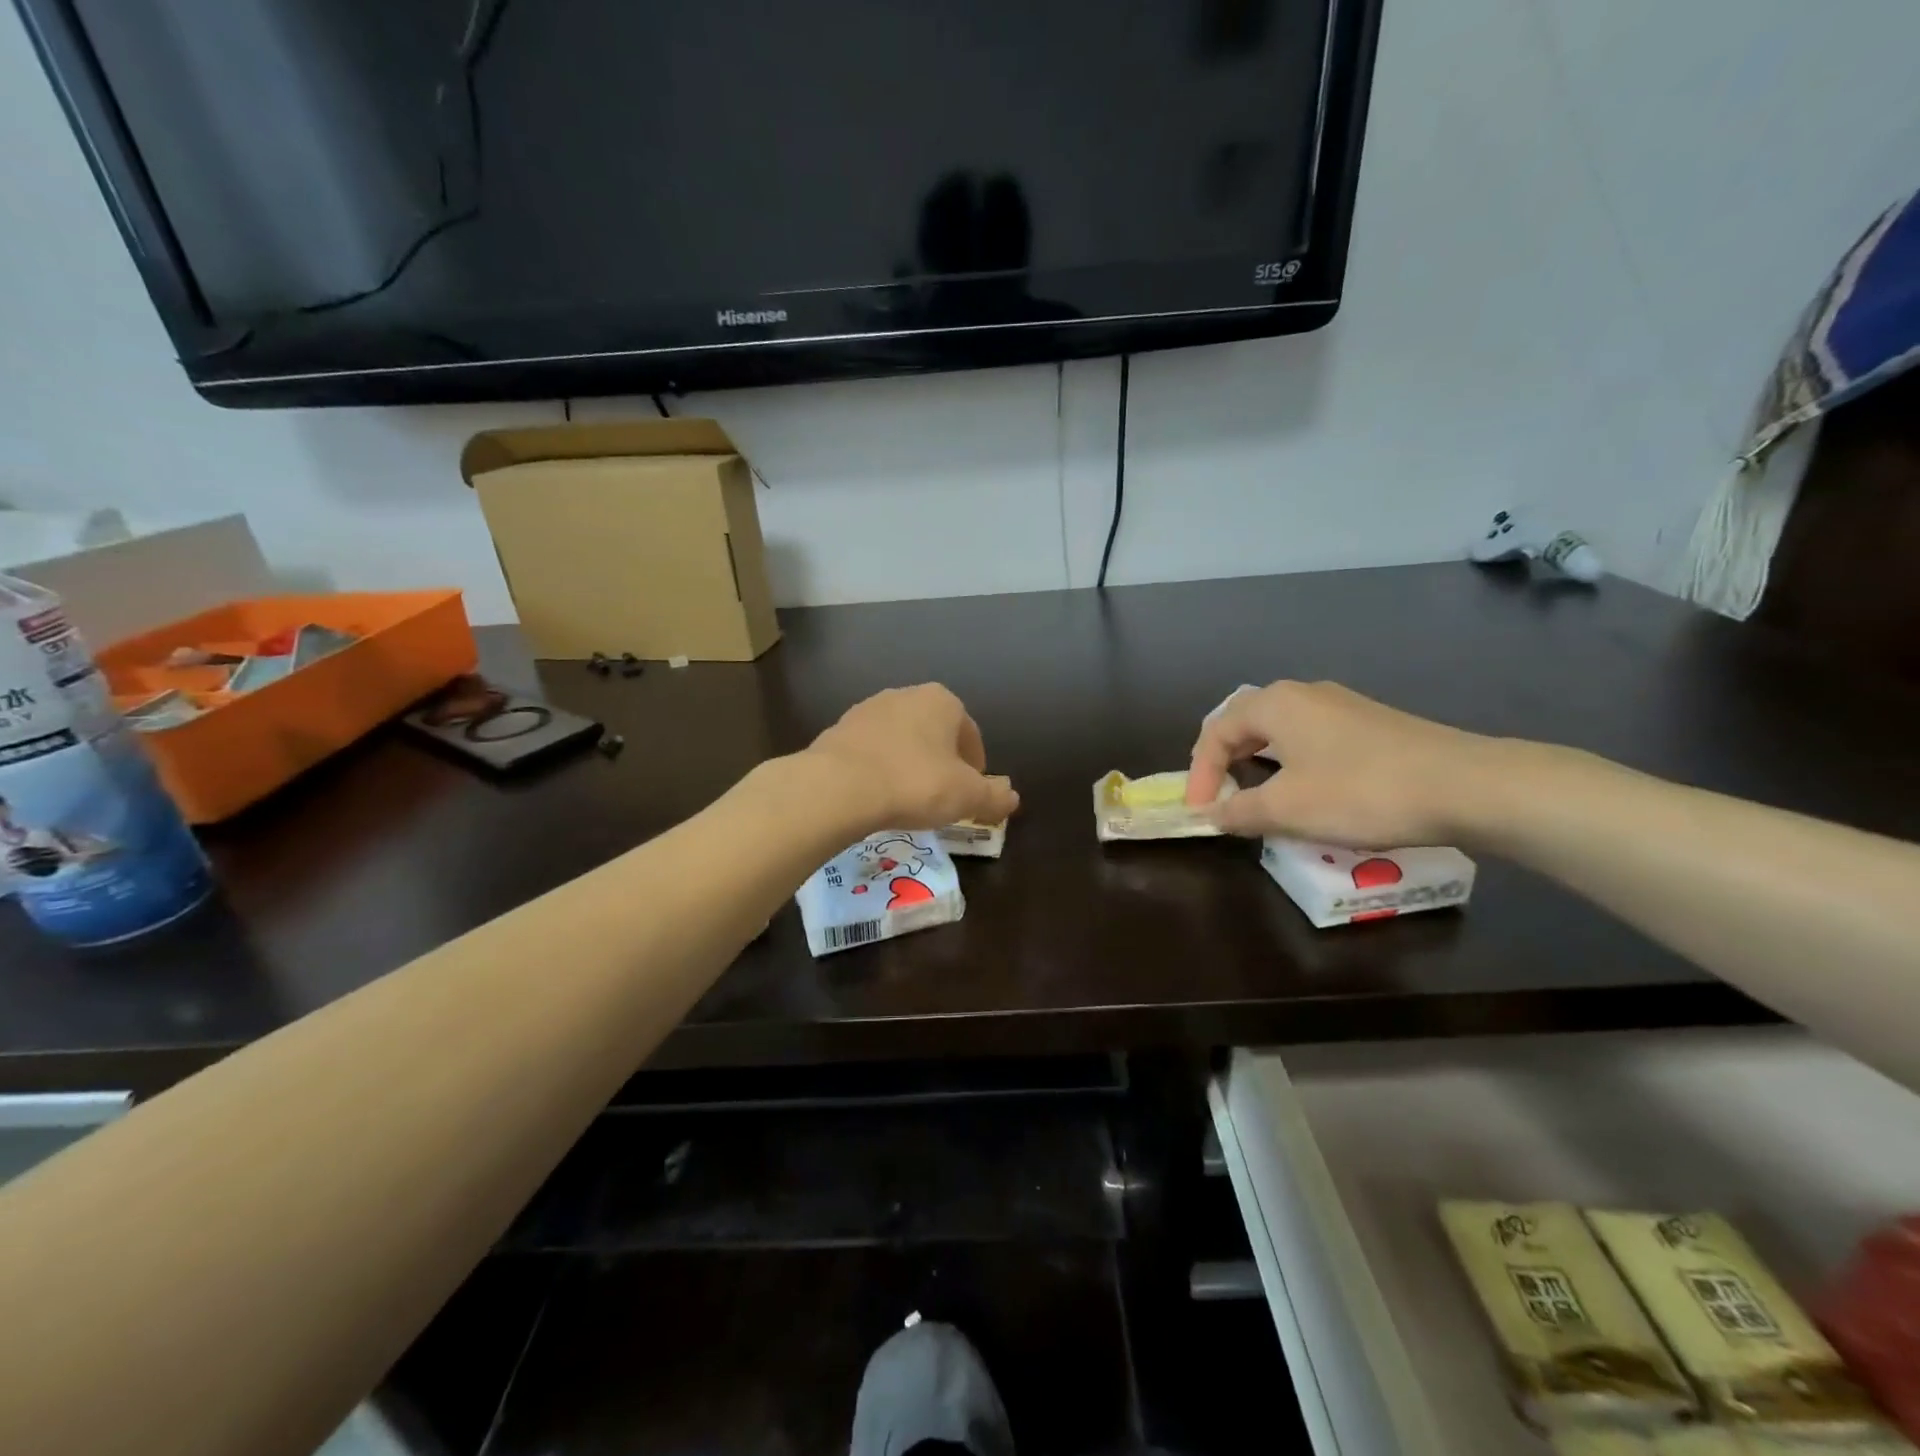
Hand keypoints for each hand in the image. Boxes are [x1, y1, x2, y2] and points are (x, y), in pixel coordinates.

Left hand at [804, 684, 1020, 832]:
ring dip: (908, 763)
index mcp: (943, 701)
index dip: (976, 768)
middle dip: (941, 762)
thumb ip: (994, 796)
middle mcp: (905, 695)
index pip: (971, 734)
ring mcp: (867, 709)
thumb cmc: (915, 783)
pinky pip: (871, 751)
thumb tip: (1012, 797)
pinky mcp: (838, 729)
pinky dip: (879, 768)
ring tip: (907, 798)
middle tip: (941, 797)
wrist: (839, 786)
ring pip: (901, 740)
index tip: (970, 794)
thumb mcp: (967, 796)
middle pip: (934, 733)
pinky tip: (877, 795)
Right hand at [1186, 680, 1494, 845]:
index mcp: (1275, 704)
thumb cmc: (1360, 792)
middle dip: (1225, 763)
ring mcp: (1343, 707)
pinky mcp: (1372, 725)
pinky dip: (1293, 765)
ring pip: (1281, 732)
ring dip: (1259, 765)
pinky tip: (1308, 793)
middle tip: (1219, 798)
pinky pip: (1312, 740)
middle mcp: (1305, 695)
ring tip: (1257, 798)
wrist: (1467, 786)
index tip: (1201, 813)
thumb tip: (1212, 815)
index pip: (1215, 732)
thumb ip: (1239, 811)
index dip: (1199, 774)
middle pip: (1246, 724)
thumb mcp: (1287, 809)